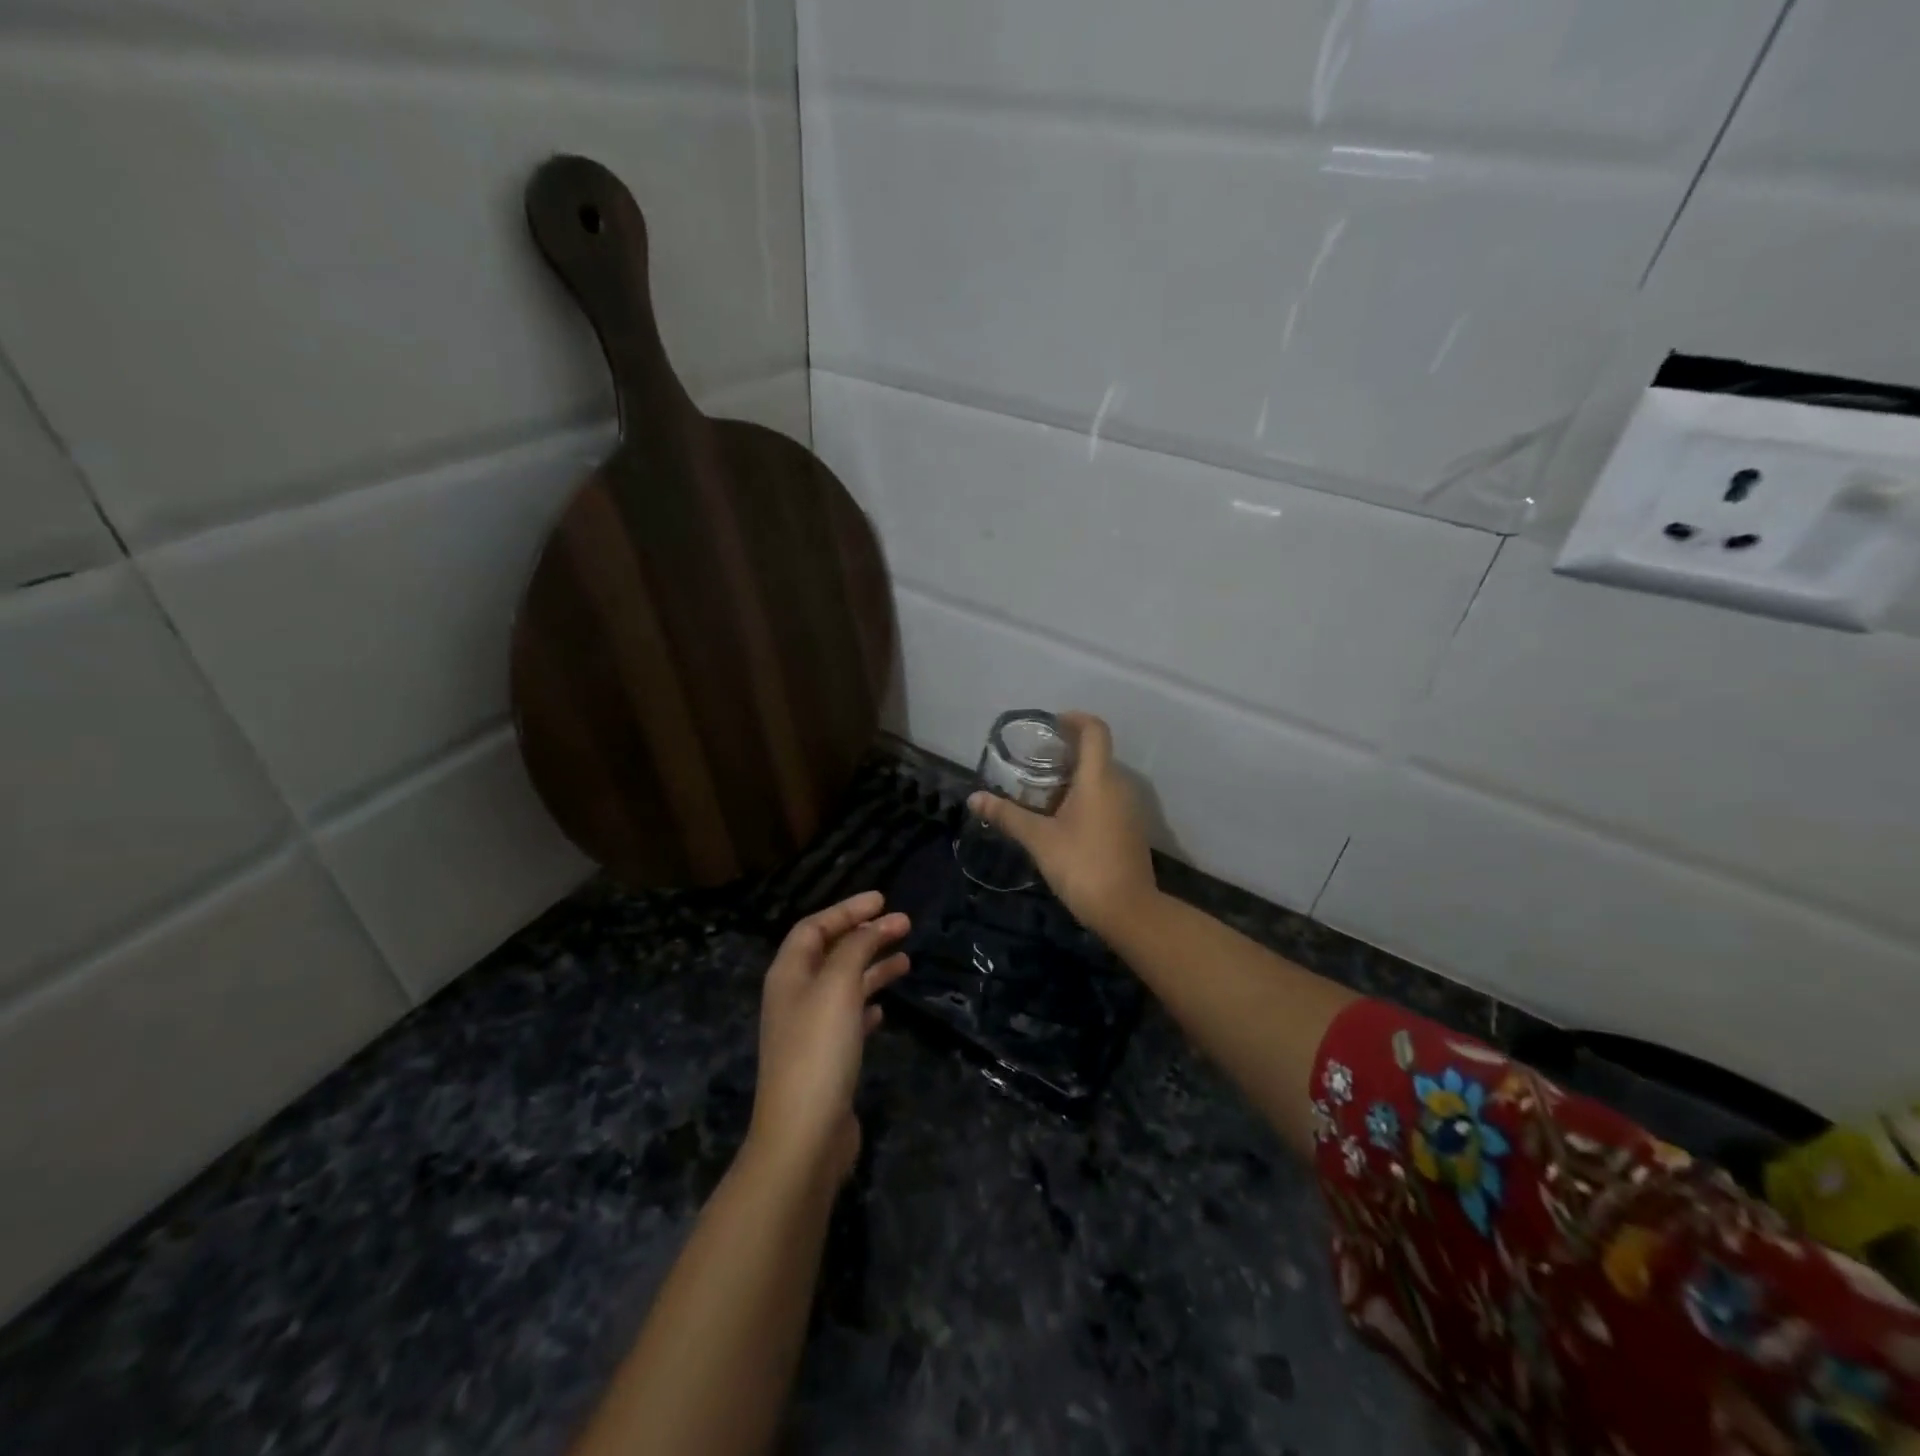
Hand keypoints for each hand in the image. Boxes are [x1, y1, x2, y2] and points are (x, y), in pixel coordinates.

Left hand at [748, 891, 909, 1185]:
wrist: (804, 1135)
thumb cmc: (818, 1050)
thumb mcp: (838, 986)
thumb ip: (855, 949)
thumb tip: (871, 926)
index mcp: (789, 974)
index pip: (814, 927)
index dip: (847, 909)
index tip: (882, 899)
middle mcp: (795, 996)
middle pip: (831, 952)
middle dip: (865, 935)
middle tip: (904, 924)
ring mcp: (809, 1030)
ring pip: (843, 984)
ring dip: (872, 967)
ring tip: (906, 960)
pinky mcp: (825, 1059)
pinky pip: (848, 1018)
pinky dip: (868, 1004)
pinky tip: (885, 1009)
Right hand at [968, 712, 1156, 937]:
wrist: (1128, 910)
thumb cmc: (1082, 865)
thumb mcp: (1039, 839)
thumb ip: (1008, 815)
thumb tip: (975, 799)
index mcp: (1099, 779)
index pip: (1095, 730)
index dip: (1075, 719)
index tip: (1052, 725)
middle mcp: (1119, 786)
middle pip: (1096, 754)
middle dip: (1067, 753)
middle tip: (1034, 763)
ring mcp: (1129, 809)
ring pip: (1102, 780)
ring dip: (1075, 778)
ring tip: (1042, 792)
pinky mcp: (1130, 830)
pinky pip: (1108, 800)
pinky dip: (1086, 799)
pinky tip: (1062, 820)